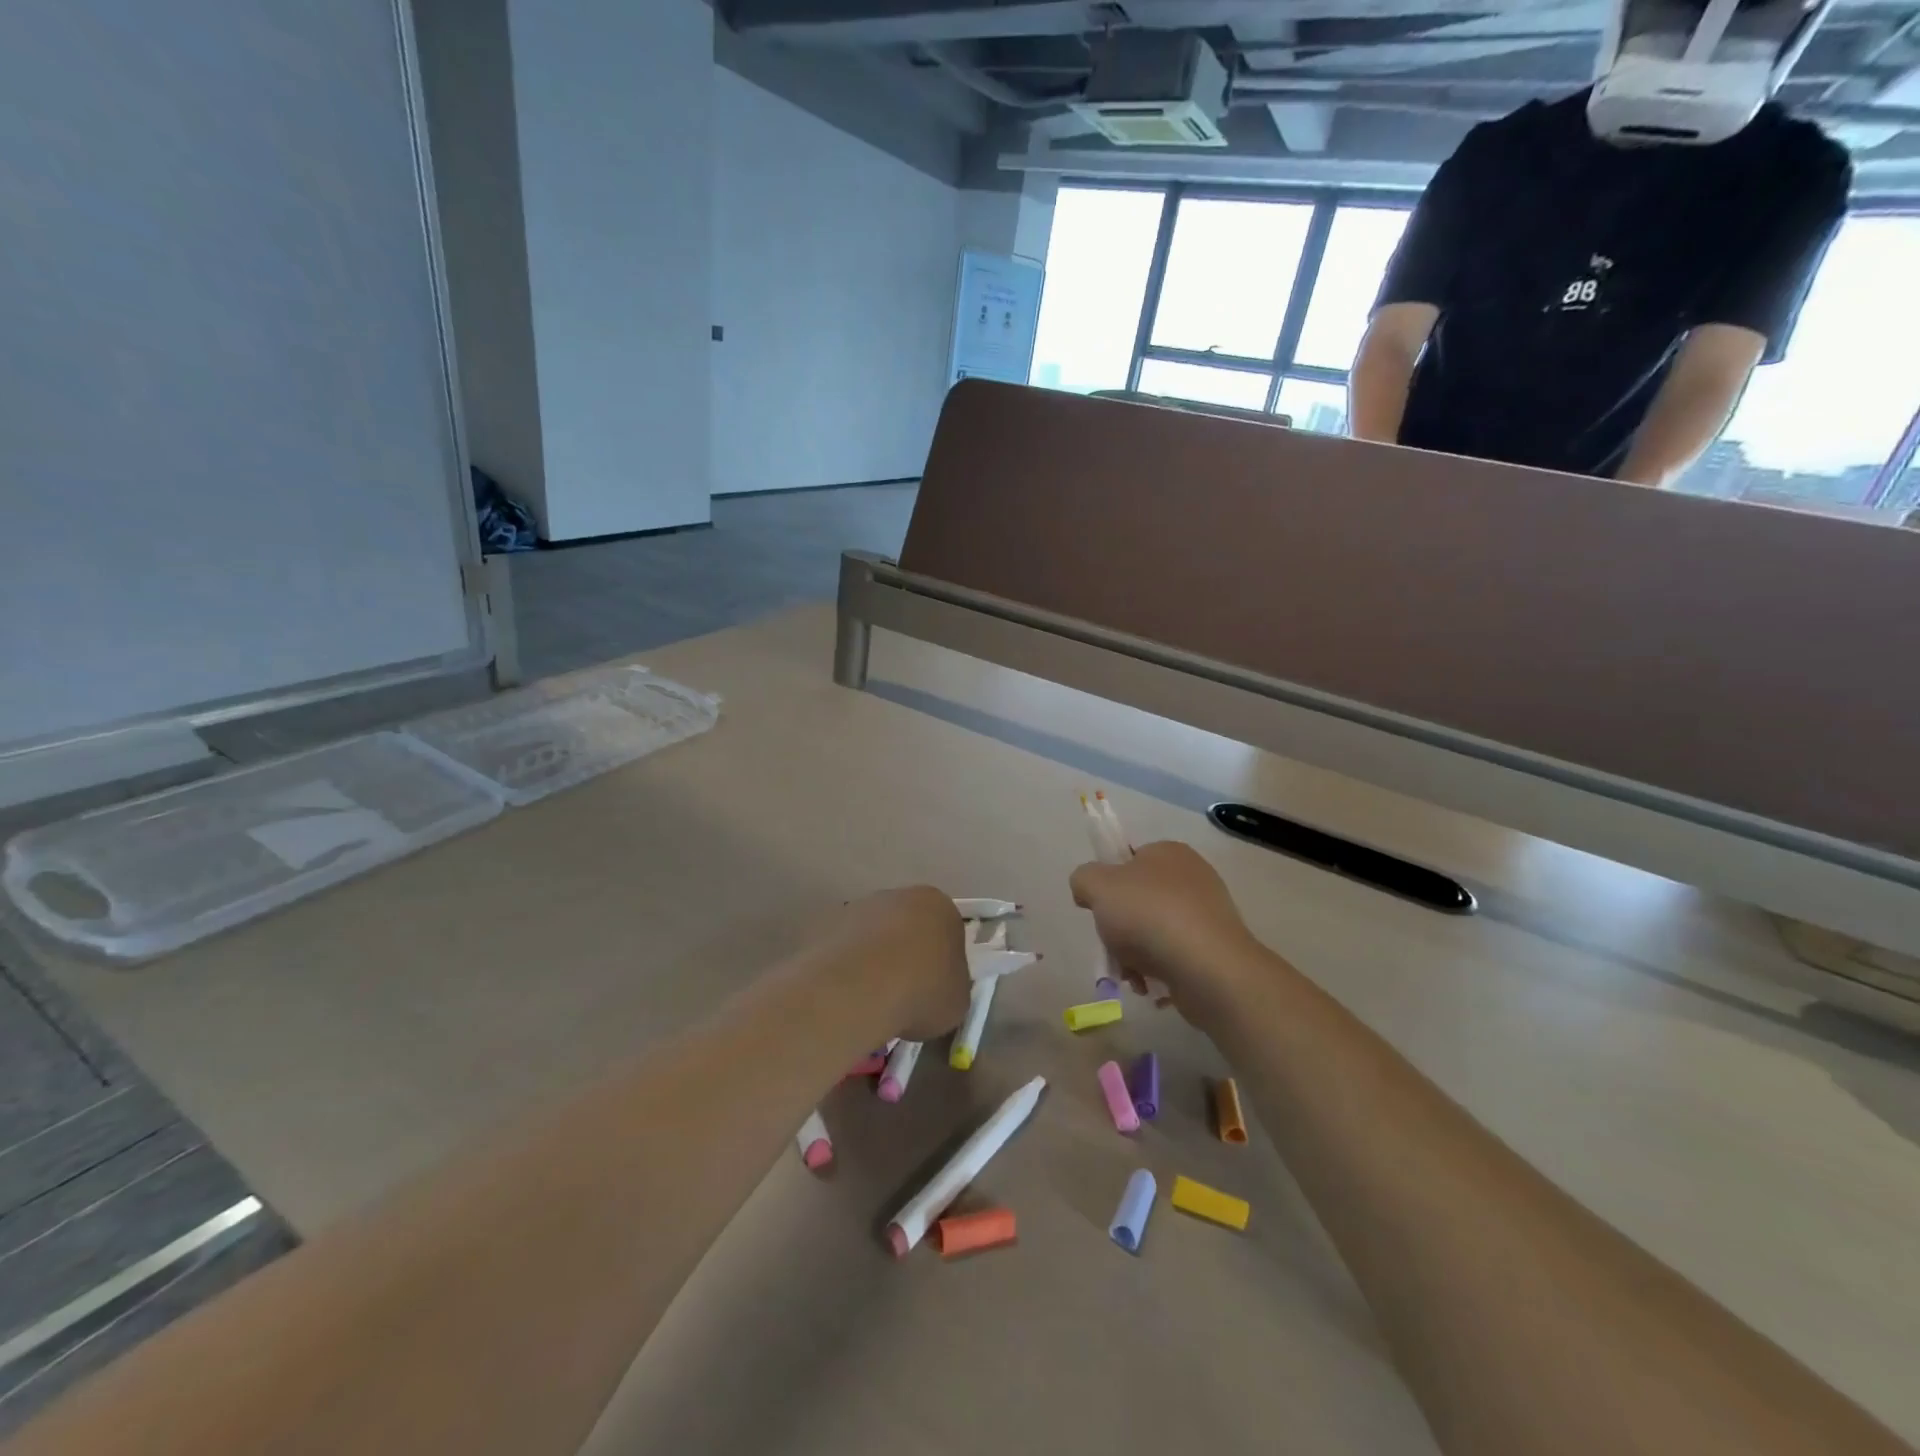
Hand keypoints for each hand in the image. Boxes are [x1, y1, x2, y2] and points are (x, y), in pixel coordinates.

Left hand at [812, 886, 971, 1042]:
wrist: (860, 988)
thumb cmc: (922, 990)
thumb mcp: (956, 1001)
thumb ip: (951, 987)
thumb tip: (937, 990)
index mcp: (938, 906)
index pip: (946, 930)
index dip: (941, 962)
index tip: (933, 990)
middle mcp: (898, 895)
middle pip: (906, 926)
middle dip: (904, 954)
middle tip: (903, 993)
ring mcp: (858, 907)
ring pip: (871, 935)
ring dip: (872, 959)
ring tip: (869, 999)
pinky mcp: (825, 924)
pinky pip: (842, 948)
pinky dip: (844, 967)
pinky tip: (845, 994)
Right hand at [1070, 842, 1267, 1027]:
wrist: (1207, 968)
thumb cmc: (1149, 915)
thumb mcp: (1097, 885)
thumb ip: (1083, 879)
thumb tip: (1088, 891)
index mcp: (1168, 852)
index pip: (1128, 861)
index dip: (1108, 885)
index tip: (1100, 909)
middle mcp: (1192, 877)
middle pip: (1138, 901)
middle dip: (1119, 928)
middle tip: (1112, 945)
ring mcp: (1207, 914)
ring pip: (1153, 932)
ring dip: (1134, 955)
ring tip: (1131, 974)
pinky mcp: (1215, 949)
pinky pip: (1174, 956)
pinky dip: (1158, 970)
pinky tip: (1150, 985)